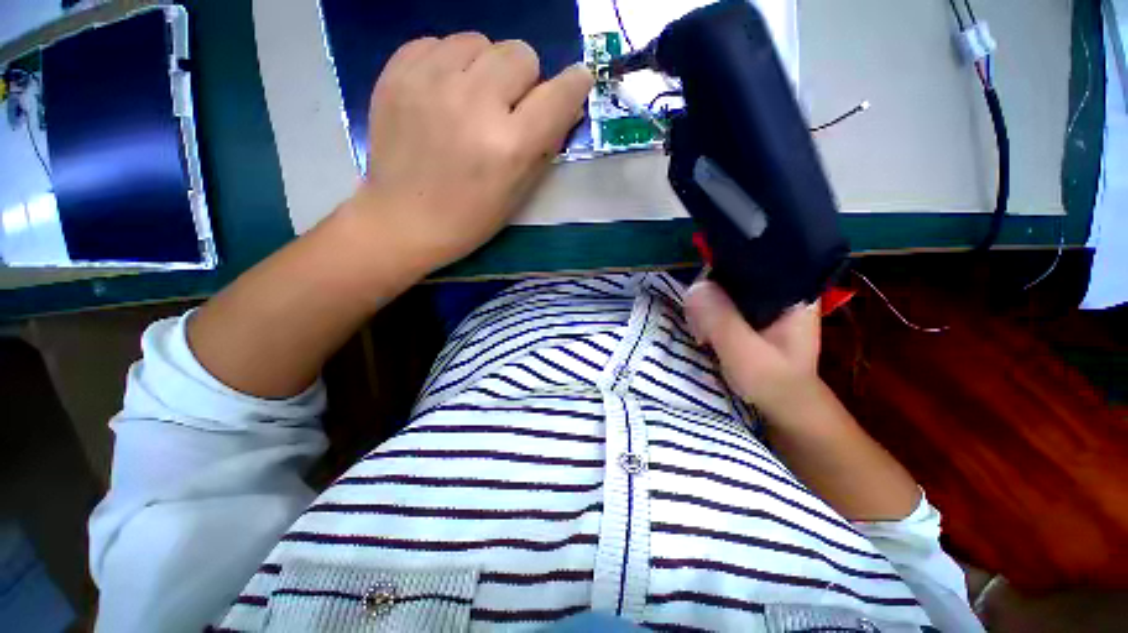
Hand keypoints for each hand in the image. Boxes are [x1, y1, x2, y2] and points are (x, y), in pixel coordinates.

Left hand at [350, 33, 592, 271]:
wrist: (404, 220)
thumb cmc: (471, 218)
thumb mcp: (520, 192)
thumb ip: (547, 145)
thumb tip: (567, 104)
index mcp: (509, 145)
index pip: (559, 94)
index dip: (574, 84)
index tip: (574, 84)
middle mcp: (474, 104)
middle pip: (520, 53)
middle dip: (524, 79)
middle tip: (508, 107)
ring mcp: (431, 83)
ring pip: (480, 41)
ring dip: (486, 68)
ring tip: (471, 100)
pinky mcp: (397, 73)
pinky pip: (438, 42)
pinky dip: (449, 64)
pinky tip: (442, 94)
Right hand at [685, 280, 821, 415]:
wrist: (783, 406)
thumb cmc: (774, 382)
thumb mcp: (747, 354)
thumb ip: (722, 321)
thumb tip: (694, 288)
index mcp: (791, 289)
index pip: (748, 261)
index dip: (717, 276)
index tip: (701, 304)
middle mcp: (776, 288)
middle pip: (728, 274)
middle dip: (707, 298)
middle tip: (702, 330)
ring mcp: (759, 301)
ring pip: (718, 289)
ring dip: (703, 310)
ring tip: (703, 336)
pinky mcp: (745, 313)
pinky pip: (716, 302)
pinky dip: (704, 316)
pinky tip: (704, 333)